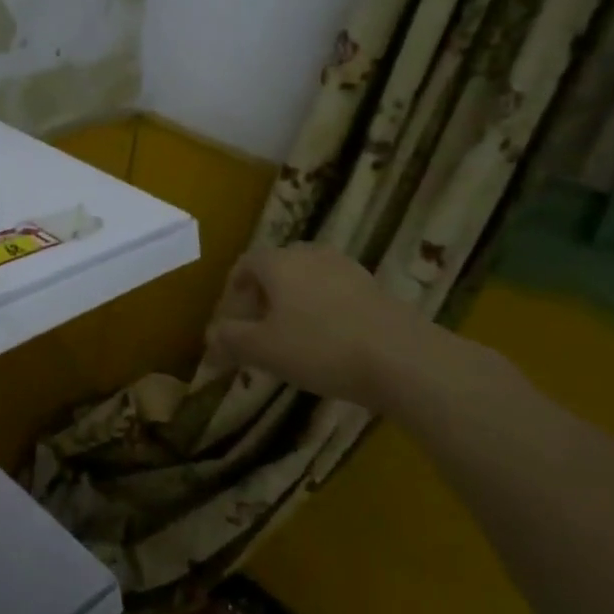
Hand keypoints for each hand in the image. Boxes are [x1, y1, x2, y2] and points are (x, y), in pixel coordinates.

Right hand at [205, 244, 477, 410]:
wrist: (403, 358)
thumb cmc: (320, 348)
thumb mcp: (264, 350)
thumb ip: (231, 339)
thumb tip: (210, 336)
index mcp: (279, 261)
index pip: (244, 265)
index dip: (232, 293)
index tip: (232, 323)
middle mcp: (311, 254)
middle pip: (276, 270)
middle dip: (262, 299)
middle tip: (259, 332)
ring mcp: (346, 268)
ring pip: (306, 281)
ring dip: (293, 305)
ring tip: (293, 341)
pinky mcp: (374, 287)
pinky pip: (334, 293)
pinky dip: (322, 312)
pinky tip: (328, 343)